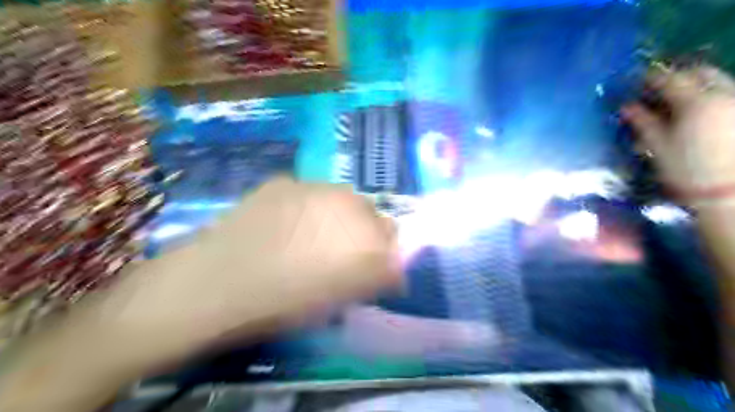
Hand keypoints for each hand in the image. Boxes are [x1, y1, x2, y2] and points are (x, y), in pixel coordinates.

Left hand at [0, 179, 401, 410]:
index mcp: (363, 235)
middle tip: (343, 251)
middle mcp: (346, 202)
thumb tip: (389, 268)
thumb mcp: (337, 298)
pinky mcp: (283, 182)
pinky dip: (307, 207)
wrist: (216, 281)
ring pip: (341, 197)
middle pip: (370, 211)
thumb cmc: (281, 301)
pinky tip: (285, 225)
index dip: (384, 251)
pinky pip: (309, 193)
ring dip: (337, 215)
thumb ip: (371, 278)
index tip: (373, 264)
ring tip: (313, 235)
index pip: (392, 236)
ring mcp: (312, 186)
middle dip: (365, 230)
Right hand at [623, 66, 734, 194]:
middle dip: (679, 75)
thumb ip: (643, 123)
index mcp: (695, 103)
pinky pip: (726, 94)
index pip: (669, 79)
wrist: (730, 192)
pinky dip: (710, 96)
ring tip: (679, 99)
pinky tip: (698, 112)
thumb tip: (627, 107)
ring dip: (696, 84)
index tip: (637, 79)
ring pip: (718, 80)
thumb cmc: (687, 171)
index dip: (651, 77)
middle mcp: (723, 95)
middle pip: (700, 71)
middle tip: (659, 87)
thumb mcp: (658, 147)